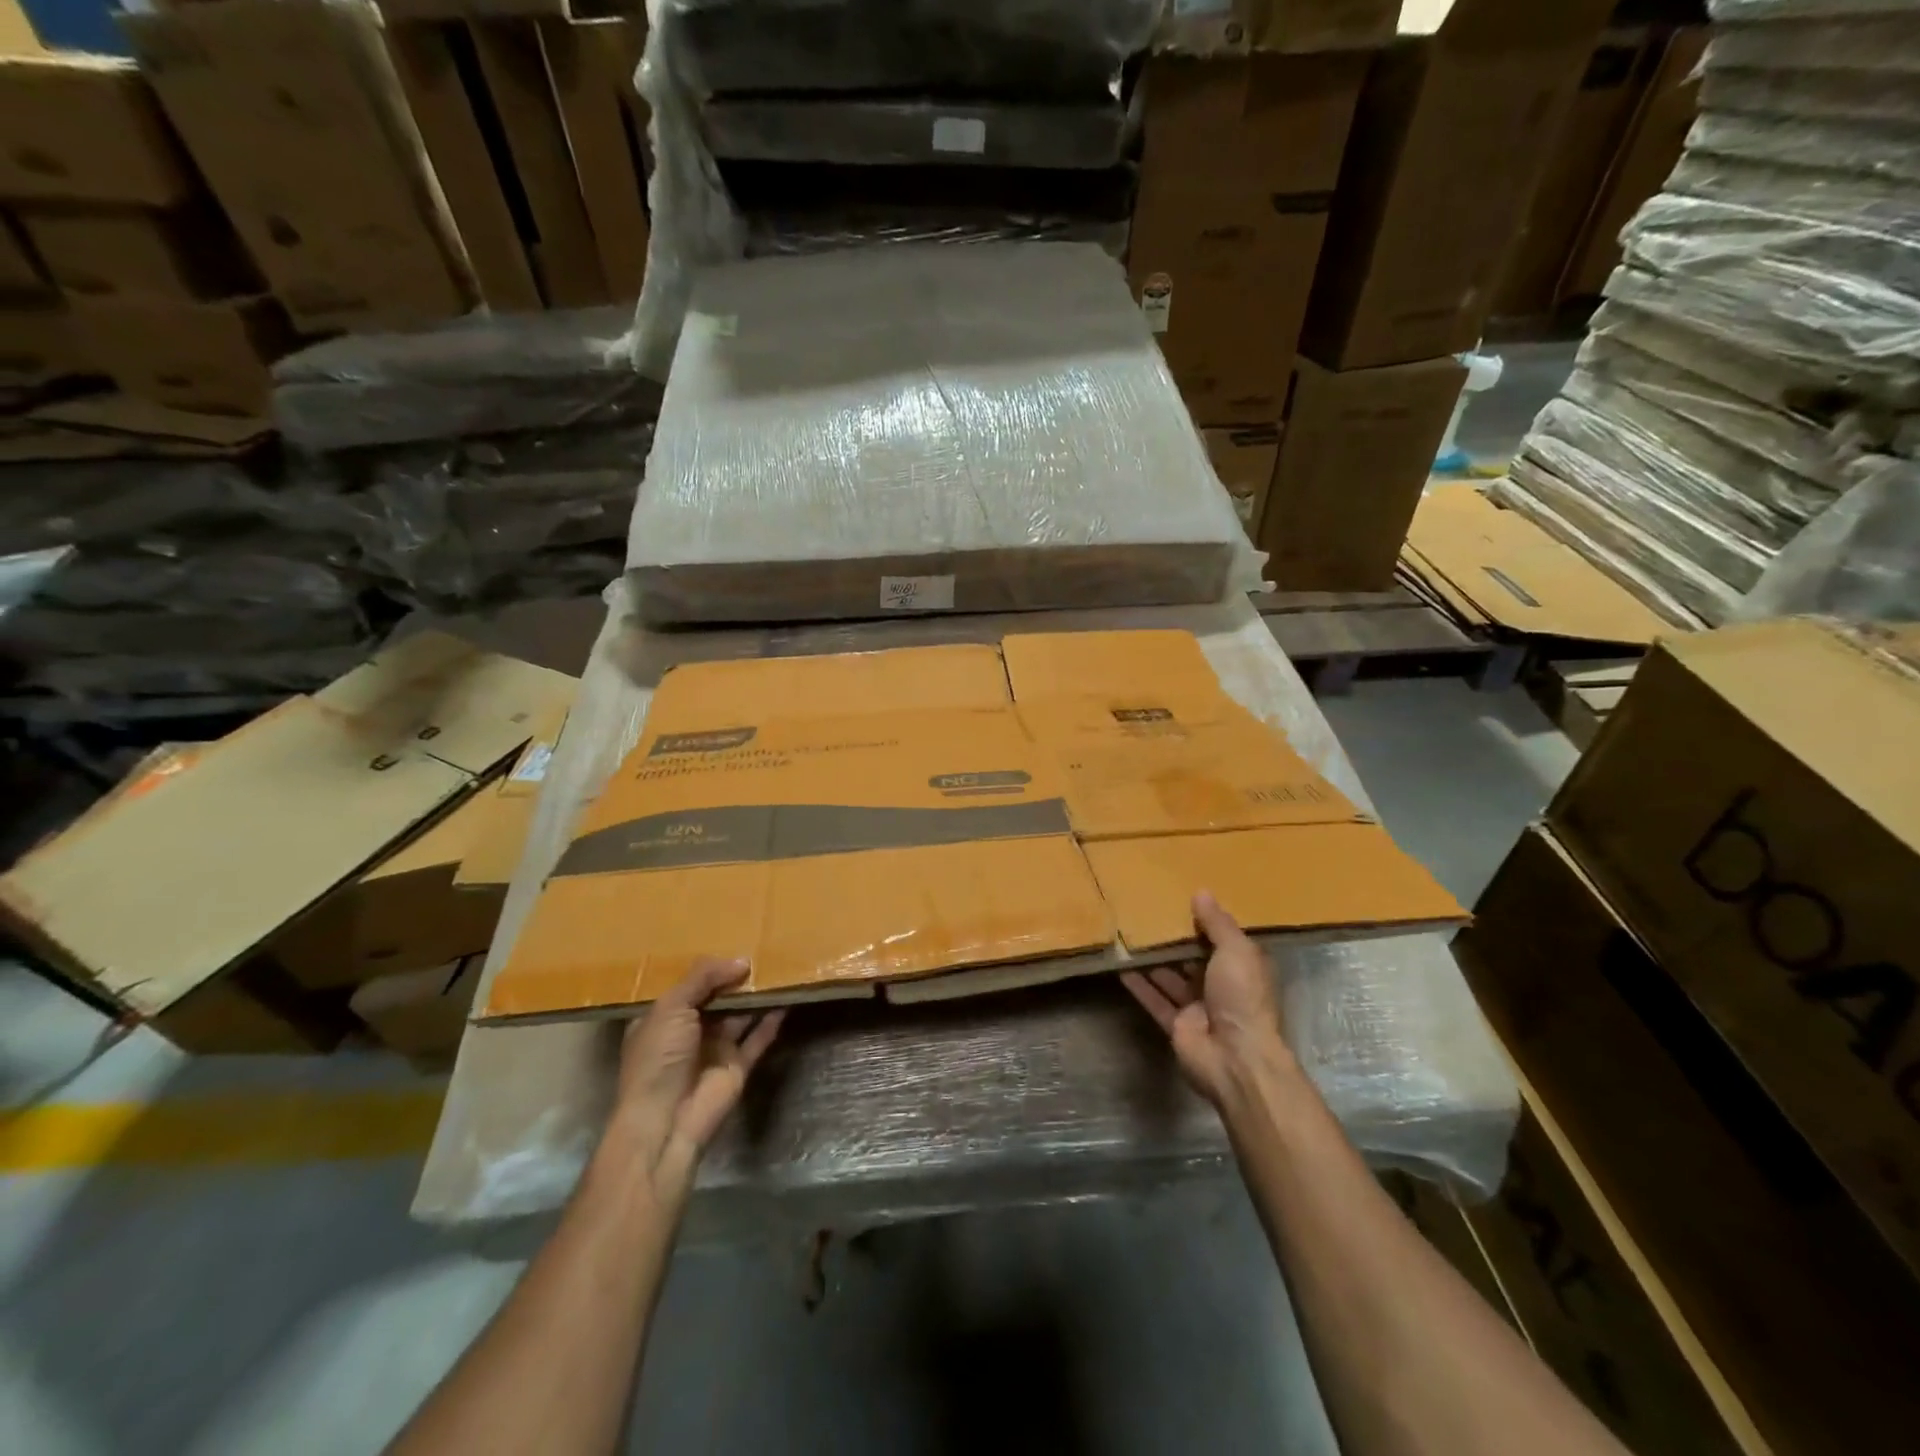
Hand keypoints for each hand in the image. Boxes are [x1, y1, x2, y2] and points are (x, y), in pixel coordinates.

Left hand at [602, 958, 784, 1204]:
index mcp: (664, 1018)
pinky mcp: (738, 1067)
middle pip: (718, 998)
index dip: (709, 967)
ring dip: (757, 997)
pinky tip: (787, 999)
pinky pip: (759, 1038)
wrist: (666, 1122)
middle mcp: (689, 1032)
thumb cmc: (658, 1058)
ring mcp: (715, 1050)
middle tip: (765, 952)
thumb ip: (703, 978)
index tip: (734, 941)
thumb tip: (742, 961)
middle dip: (737, 979)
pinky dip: (772, 1020)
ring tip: (781, 968)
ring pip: (741, 1016)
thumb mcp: (671, 1007)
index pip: (689, 985)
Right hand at [1121, 892, 1295, 1111]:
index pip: (1221, 940)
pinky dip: (1139, 985)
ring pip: (1170, 978)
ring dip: (1152, 960)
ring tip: (1128, 935)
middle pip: (1192, 959)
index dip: (1203, 922)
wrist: (1236, 1058)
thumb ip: (1217, 923)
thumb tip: (1201, 892)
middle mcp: (1220, 986)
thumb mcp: (1236, 952)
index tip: (1179, 900)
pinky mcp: (1176, 1025)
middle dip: (1173, 940)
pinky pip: (1154, 1000)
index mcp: (1241, 968)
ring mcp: (1197, 1008)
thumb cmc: (1242, 997)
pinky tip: (1120, 966)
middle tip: (1146, 914)